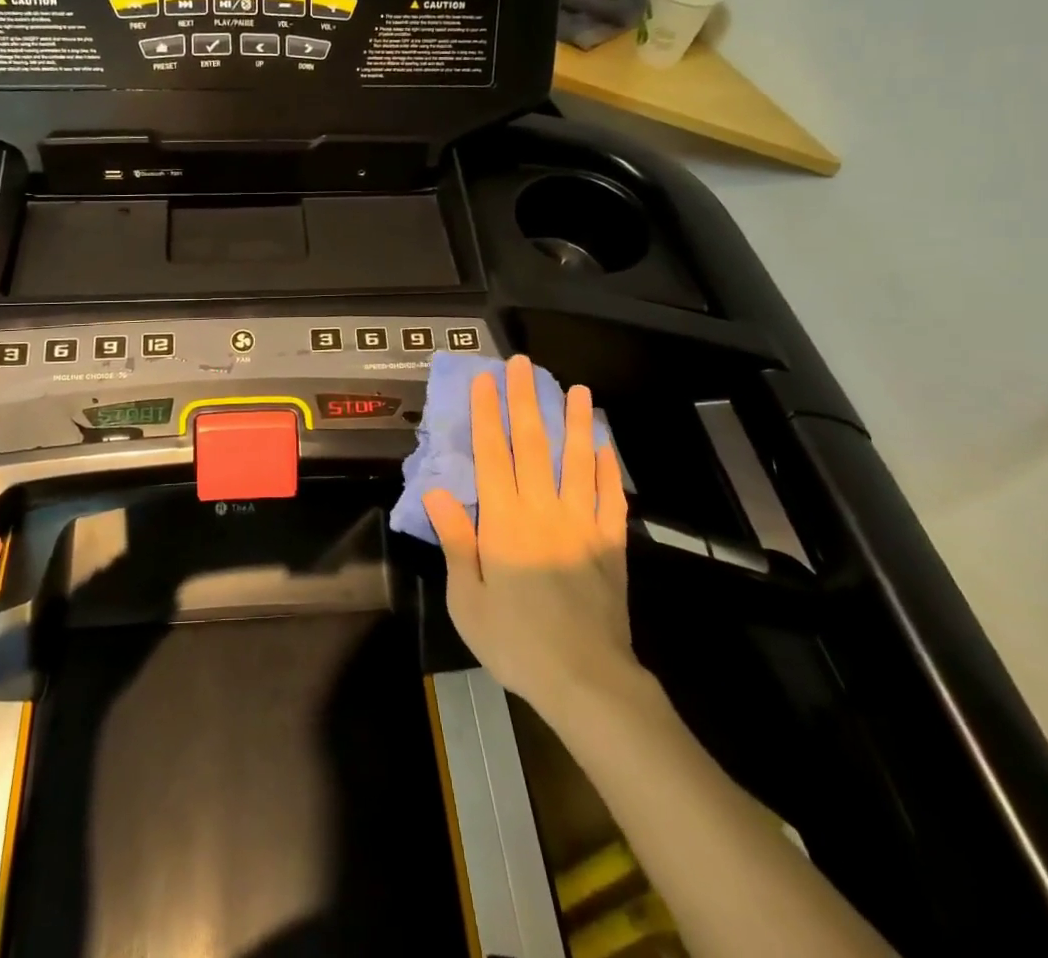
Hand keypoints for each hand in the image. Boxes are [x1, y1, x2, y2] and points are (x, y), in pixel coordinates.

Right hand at [423, 356, 646, 720]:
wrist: (587, 682)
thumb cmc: (516, 642)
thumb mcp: (467, 599)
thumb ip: (457, 541)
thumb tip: (436, 491)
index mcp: (504, 522)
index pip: (493, 454)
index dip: (488, 414)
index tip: (486, 380)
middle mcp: (543, 510)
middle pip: (534, 445)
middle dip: (527, 401)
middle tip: (524, 365)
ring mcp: (582, 524)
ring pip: (578, 462)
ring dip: (576, 423)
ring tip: (578, 390)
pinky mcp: (610, 544)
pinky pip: (610, 498)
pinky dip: (607, 469)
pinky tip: (605, 446)